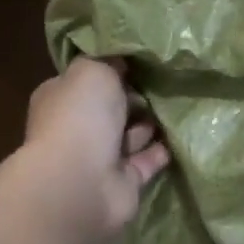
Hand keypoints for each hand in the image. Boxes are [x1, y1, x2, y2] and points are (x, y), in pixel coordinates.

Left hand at [23, 58, 169, 240]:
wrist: (81, 183)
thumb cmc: (81, 118)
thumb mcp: (93, 71)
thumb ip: (108, 62)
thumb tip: (120, 61)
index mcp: (62, 98)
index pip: (87, 80)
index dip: (112, 71)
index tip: (141, 62)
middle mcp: (79, 128)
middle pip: (112, 108)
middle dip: (135, 98)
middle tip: (166, 84)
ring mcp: (100, 158)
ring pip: (131, 135)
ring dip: (150, 124)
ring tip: (177, 107)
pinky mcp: (124, 182)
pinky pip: (147, 161)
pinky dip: (161, 151)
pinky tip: (181, 136)